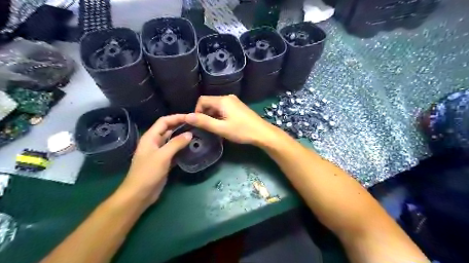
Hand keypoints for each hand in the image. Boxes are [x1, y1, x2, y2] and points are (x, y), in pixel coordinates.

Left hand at [120, 115, 191, 206]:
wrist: (139, 194)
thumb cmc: (148, 173)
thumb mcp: (162, 156)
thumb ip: (176, 143)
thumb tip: (190, 133)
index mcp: (150, 137)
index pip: (164, 121)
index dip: (176, 117)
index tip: (190, 117)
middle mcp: (155, 143)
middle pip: (168, 129)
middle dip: (181, 126)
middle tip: (196, 125)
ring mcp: (159, 152)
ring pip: (172, 140)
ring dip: (182, 137)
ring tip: (196, 135)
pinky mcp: (164, 162)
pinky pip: (174, 151)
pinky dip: (182, 148)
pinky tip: (191, 148)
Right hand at [185, 96, 274, 146]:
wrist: (262, 133)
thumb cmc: (241, 131)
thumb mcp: (221, 128)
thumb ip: (204, 122)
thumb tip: (186, 116)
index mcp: (222, 100)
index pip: (202, 100)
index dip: (197, 111)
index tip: (199, 124)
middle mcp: (228, 97)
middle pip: (209, 102)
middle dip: (205, 114)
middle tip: (208, 128)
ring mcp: (234, 101)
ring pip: (217, 106)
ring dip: (213, 116)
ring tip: (216, 128)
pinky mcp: (238, 106)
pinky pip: (224, 108)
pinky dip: (220, 115)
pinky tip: (224, 125)